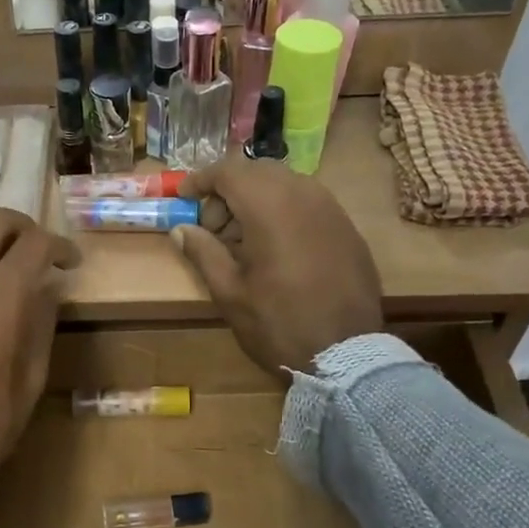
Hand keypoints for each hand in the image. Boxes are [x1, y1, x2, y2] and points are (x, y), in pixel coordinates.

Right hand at [171, 159, 382, 376]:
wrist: (346, 356)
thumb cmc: (278, 324)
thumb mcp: (230, 292)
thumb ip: (203, 252)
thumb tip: (181, 229)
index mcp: (270, 206)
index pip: (229, 171)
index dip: (201, 180)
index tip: (184, 198)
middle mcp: (304, 195)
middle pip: (258, 172)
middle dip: (229, 190)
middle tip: (213, 227)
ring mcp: (332, 209)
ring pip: (286, 184)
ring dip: (257, 199)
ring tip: (243, 239)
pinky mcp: (347, 228)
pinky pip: (309, 202)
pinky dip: (284, 211)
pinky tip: (276, 247)